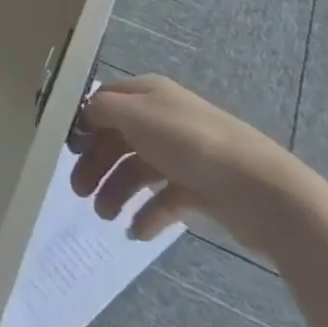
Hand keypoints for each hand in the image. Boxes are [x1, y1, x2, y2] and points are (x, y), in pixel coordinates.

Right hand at [69, 75, 322, 252]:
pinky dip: (147, 215)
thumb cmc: (190, 143)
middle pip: (117, 138)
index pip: (104, 101)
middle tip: (79, 193)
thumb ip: (101, 109)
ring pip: (137, 170)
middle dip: (96, 164)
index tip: (66, 150)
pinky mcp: (199, 188)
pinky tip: (137, 232)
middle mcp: (163, 119)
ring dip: (116, 192)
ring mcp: (182, 155)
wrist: (261, 190)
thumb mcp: (136, 115)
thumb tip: (83, 114)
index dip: (83, 122)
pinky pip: (163, 200)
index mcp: (148, 94)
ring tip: (107, 217)